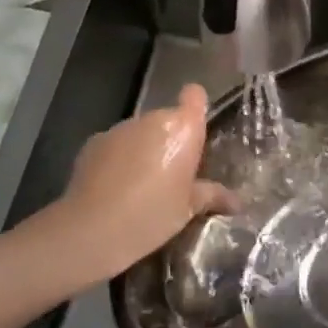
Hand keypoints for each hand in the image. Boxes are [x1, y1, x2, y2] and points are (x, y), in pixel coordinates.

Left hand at [51, 84, 236, 279]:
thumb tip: (236, 201)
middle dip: (171, 141)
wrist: (91, 230)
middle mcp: (151, 120)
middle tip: (174, 175)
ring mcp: (119, 129)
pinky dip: (119, 159)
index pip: (195, 96)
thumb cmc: (151, 216)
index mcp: (182, 129)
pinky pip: (116, 145)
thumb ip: (211, 196)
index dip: (196, 107)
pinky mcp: (93, 143)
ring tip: (142, 186)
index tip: (197, 129)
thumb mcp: (188, 210)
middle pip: (168, 120)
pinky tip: (116, 188)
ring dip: (145, 149)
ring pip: (140, 133)